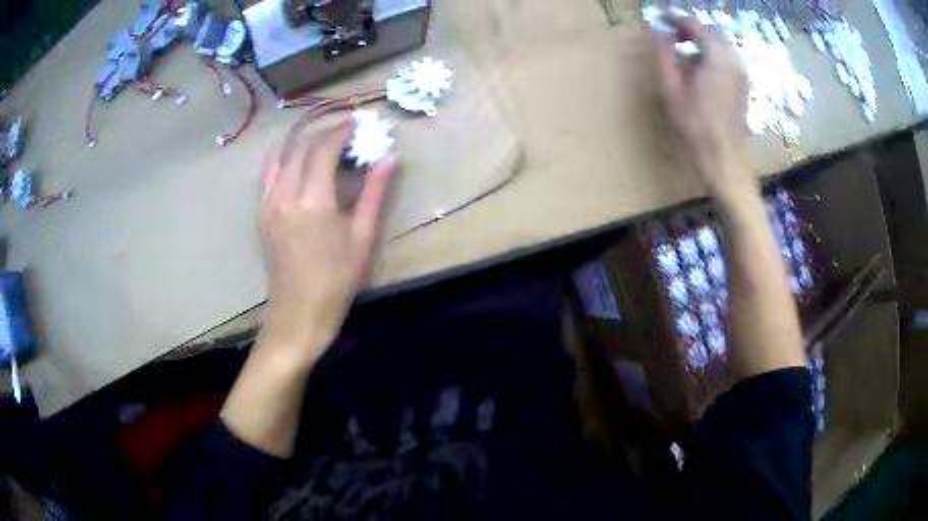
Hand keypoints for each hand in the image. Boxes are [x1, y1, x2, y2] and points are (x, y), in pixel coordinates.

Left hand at [258, 121, 393, 363]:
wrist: (298, 313)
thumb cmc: (337, 280)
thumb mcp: (362, 237)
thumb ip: (373, 193)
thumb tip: (388, 159)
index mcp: (314, 201)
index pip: (324, 149)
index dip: (341, 131)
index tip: (356, 122)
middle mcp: (286, 195)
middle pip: (301, 147)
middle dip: (323, 132)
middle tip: (344, 131)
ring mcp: (269, 204)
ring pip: (282, 156)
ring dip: (302, 141)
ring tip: (320, 139)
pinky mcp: (262, 214)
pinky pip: (268, 174)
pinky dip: (282, 157)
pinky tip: (293, 157)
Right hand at [652, 19, 751, 197]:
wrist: (724, 162)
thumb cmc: (695, 129)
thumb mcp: (671, 89)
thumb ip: (664, 54)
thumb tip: (657, 29)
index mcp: (717, 58)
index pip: (696, 26)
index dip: (677, 21)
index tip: (661, 20)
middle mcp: (733, 61)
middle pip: (712, 33)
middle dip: (692, 30)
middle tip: (671, 36)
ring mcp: (741, 75)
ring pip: (720, 47)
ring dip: (702, 43)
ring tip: (683, 53)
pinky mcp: (742, 87)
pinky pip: (726, 60)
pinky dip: (711, 56)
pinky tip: (698, 70)